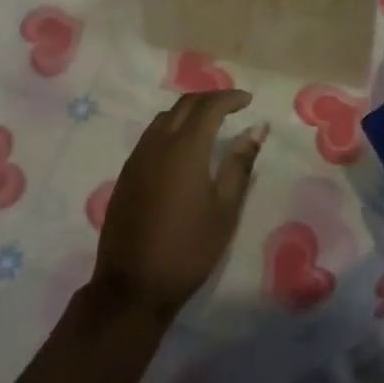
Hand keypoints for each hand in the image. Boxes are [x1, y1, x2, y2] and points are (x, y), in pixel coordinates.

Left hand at [91, 90, 266, 321]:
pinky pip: (151, 135)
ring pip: (164, 117)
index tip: (248, 100)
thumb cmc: (188, 248)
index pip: (209, 106)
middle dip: (210, 98)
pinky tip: (183, 146)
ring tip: (210, 122)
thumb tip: (256, 129)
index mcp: (185, 147)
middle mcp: (158, 142)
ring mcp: (138, 156)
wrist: (133, 284)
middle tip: (232, 106)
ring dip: (188, 111)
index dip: (230, 98)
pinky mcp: (127, 173)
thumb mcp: (224, 209)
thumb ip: (239, 164)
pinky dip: (171, 127)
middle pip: (184, 105)